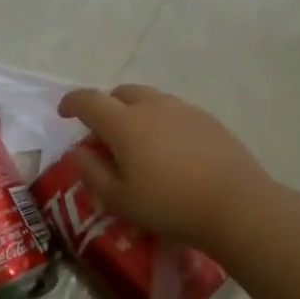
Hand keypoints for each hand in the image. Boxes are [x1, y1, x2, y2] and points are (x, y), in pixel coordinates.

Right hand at [55, 84, 270, 248]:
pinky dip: (160, 122)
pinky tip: (168, 151)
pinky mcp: (207, 120)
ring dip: (134, 113)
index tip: (63, 113)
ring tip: (136, 143)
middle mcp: (152, 106)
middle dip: (105, 107)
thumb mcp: (118, 199)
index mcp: (124, 123)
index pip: (89, 101)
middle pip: (121, 93)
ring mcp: (183, 110)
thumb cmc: (168, 205)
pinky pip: (173, 112)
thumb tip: (78, 151)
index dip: (71, 103)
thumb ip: (91, 172)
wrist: (235, 205)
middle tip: (102, 134)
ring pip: (149, 100)